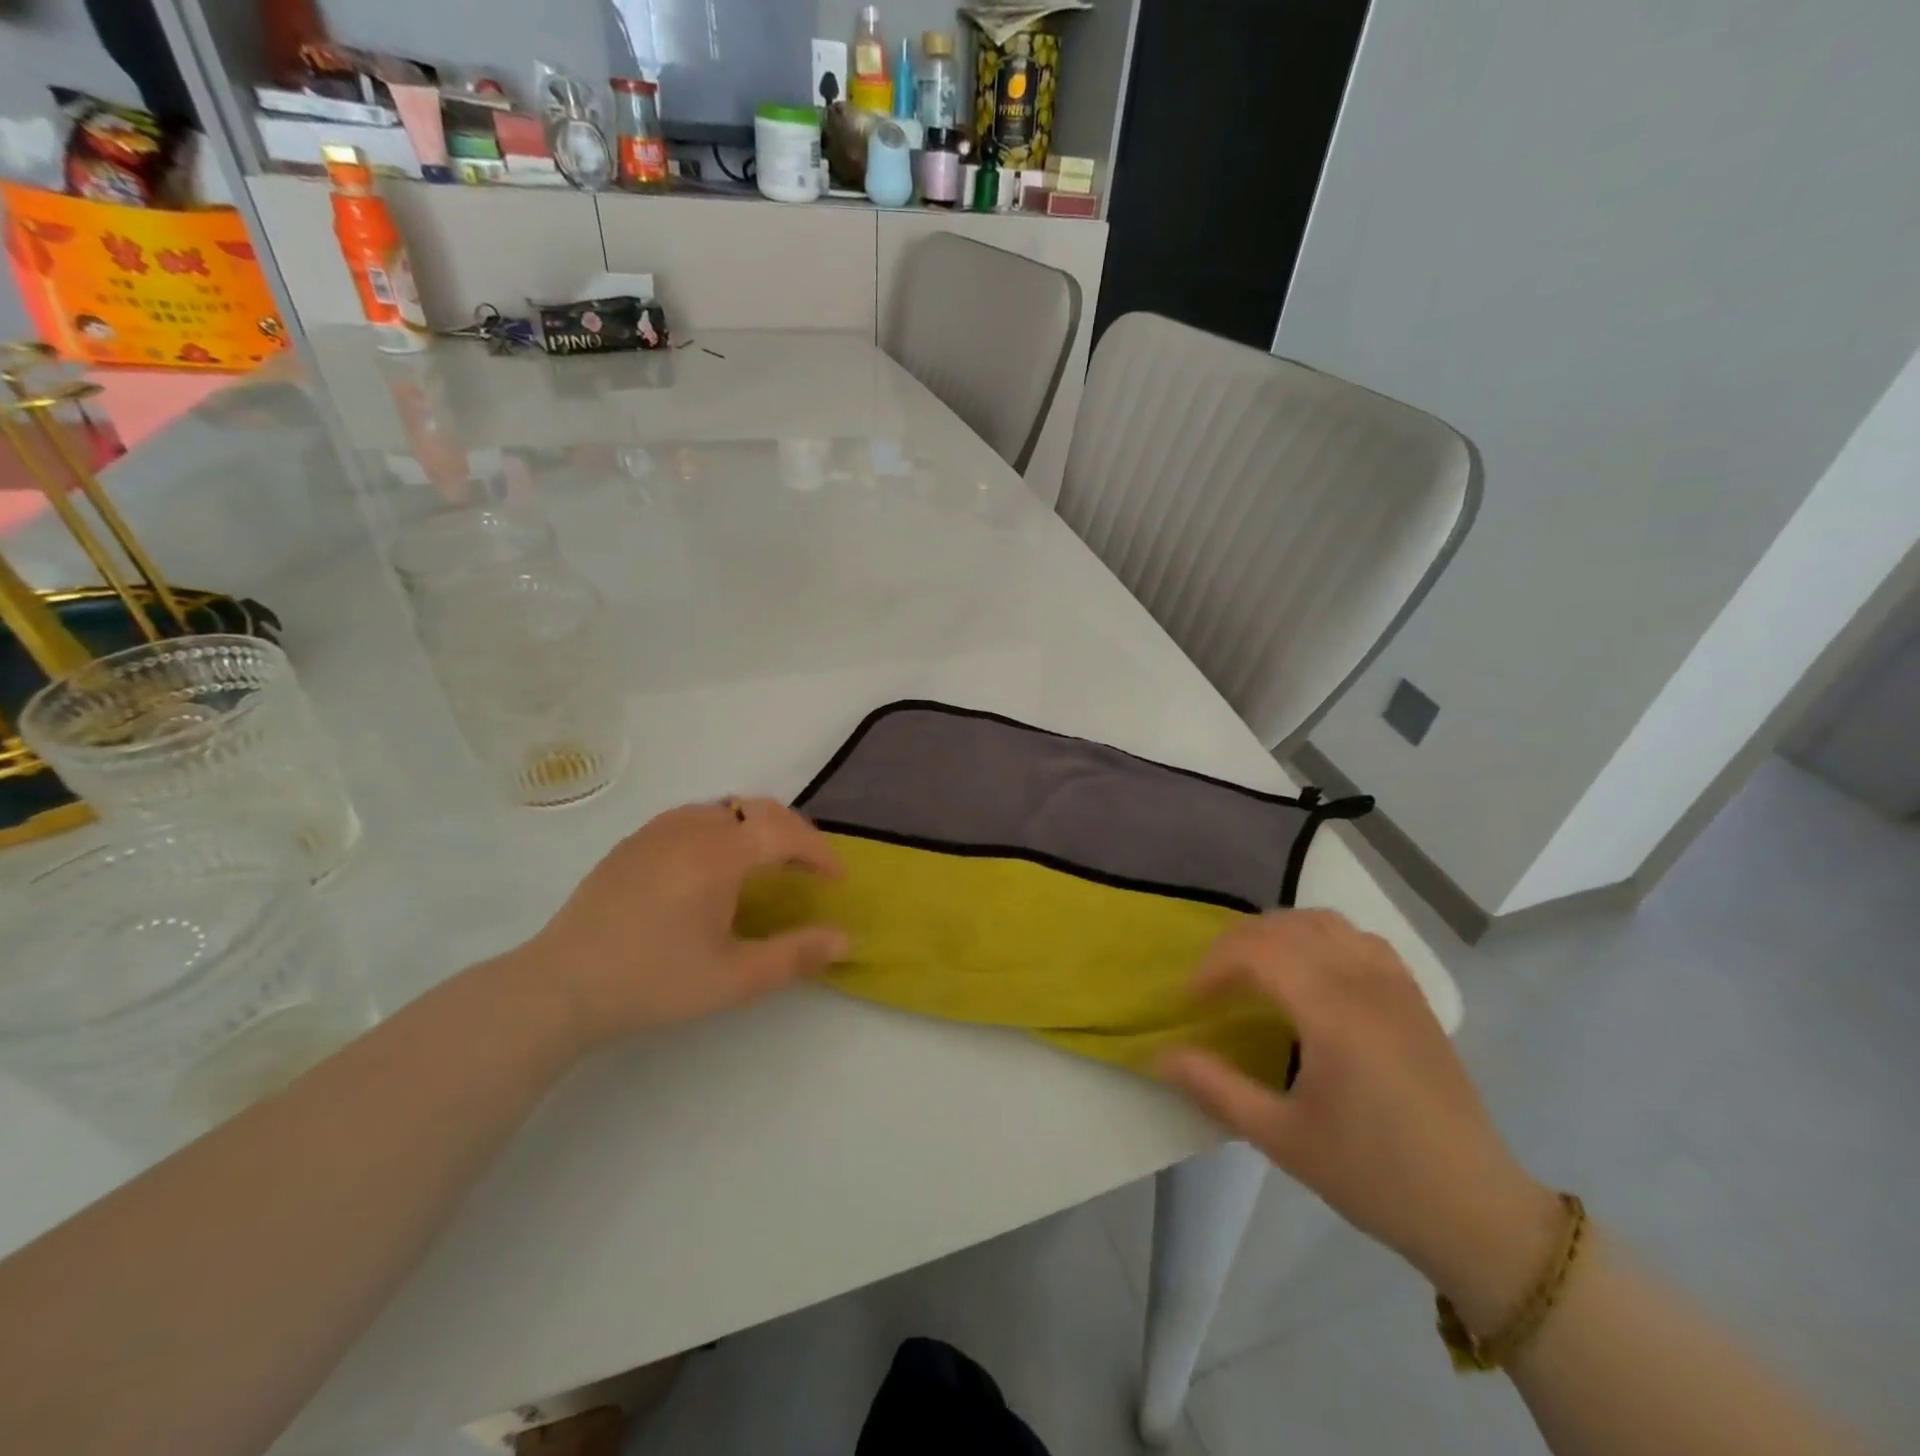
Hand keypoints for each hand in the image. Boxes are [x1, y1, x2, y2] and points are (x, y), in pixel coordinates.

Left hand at [515, 798, 848, 1050]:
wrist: (560, 986)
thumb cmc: (654, 982)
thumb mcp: (734, 979)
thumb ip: (795, 956)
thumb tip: (845, 940)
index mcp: (719, 854)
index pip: (786, 832)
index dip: (820, 852)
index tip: (837, 880)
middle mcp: (691, 827)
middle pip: (758, 808)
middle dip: (793, 832)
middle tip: (807, 867)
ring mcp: (657, 830)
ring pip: (725, 808)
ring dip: (757, 827)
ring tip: (766, 864)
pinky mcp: (633, 842)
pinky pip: (694, 818)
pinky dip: (723, 830)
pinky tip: (713, 867)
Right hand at [1159, 910, 1559, 1299]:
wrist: (1476, 1210)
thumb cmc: (1373, 1176)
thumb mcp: (1282, 1139)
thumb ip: (1216, 1088)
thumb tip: (1162, 1054)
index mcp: (1333, 1012)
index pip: (1257, 952)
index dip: (1213, 966)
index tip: (1192, 1002)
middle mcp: (1364, 981)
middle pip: (1284, 927)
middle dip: (1236, 945)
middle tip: (1212, 984)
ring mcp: (1395, 983)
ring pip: (1322, 922)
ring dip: (1277, 933)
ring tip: (1254, 969)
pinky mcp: (1413, 994)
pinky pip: (1357, 936)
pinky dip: (1319, 936)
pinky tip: (1311, 971)